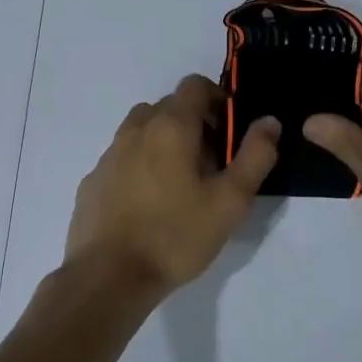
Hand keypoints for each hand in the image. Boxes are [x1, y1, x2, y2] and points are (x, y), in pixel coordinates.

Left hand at [66, 75, 280, 297]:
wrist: (109, 276)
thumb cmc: (176, 235)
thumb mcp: (230, 201)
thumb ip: (255, 156)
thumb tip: (269, 121)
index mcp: (170, 127)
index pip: (194, 85)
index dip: (217, 99)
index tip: (228, 132)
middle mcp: (135, 130)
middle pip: (167, 107)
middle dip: (193, 124)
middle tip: (211, 164)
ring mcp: (108, 156)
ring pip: (141, 132)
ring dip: (163, 144)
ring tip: (179, 185)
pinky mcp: (92, 182)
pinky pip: (122, 160)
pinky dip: (139, 167)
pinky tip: (148, 205)